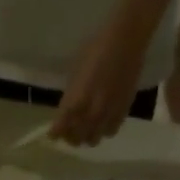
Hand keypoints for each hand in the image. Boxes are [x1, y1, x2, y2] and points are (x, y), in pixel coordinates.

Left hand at [51, 8, 152, 146]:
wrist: (126, 39)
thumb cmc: (96, 48)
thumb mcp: (75, 72)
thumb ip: (70, 96)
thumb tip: (66, 111)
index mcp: (75, 102)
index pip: (60, 129)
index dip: (55, 133)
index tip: (53, 133)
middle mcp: (90, 114)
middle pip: (76, 139)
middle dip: (70, 136)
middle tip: (70, 130)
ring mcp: (107, 115)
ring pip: (93, 139)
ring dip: (87, 136)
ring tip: (87, 127)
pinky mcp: (122, 112)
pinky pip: (110, 132)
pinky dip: (104, 130)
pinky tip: (103, 122)